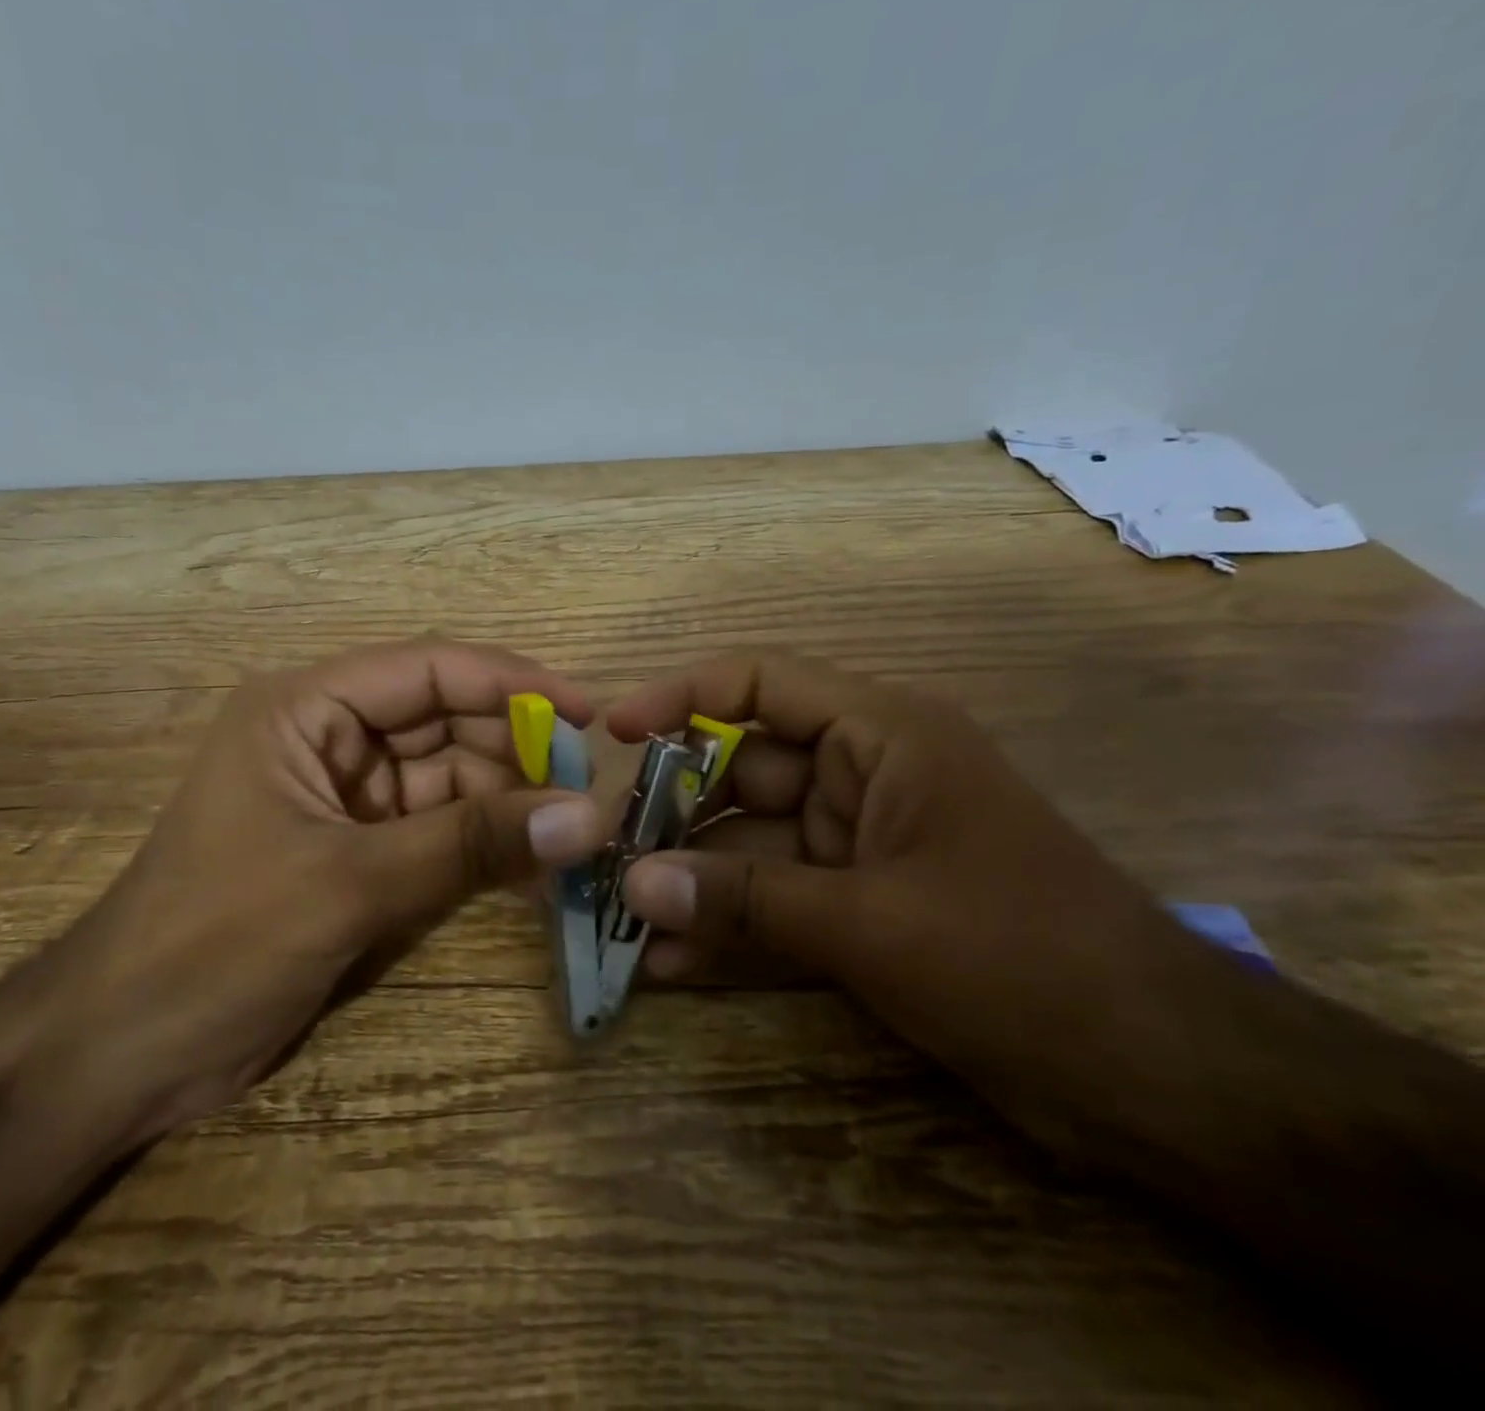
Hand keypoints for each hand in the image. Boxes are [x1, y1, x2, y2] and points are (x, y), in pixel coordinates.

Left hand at [53, 638, 607, 1125]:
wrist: (124, 1053)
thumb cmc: (216, 942)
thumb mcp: (348, 883)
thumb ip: (470, 846)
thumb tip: (588, 817)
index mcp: (306, 710)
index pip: (428, 670)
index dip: (513, 684)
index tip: (589, 714)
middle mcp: (330, 739)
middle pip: (447, 723)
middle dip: (518, 753)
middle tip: (591, 793)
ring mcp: (348, 800)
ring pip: (452, 781)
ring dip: (510, 805)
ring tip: (577, 836)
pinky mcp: (361, 854)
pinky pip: (442, 834)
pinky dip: (486, 848)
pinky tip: (536, 871)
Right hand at [609, 652, 1190, 1137]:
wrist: (1160, 1078)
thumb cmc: (1021, 959)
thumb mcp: (871, 922)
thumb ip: (745, 900)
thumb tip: (634, 884)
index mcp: (881, 737)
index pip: (761, 684)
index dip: (681, 696)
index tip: (615, 733)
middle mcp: (863, 778)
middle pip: (742, 773)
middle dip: (674, 815)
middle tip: (601, 855)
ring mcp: (859, 848)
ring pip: (752, 848)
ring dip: (693, 882)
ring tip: (621, 919)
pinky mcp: (862, 910)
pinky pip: (777, 905)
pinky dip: (731, 928)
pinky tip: (670, 963)